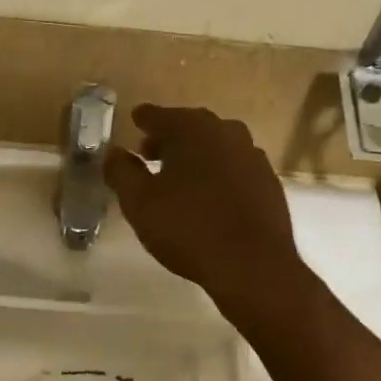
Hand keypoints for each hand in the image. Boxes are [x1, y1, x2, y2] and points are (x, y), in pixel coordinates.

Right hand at [104, 104, 302, 310]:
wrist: (252, 264)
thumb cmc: (188, 228)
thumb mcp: (139, 203)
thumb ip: (121, 172)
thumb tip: (113, 152)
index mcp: (193, 129)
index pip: (160, 115)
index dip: (144, 119)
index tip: (135, 120)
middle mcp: (226, 133)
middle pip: (191, 127)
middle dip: (169, 137)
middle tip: (149, 152)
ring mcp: (252, 157)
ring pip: (216, 147)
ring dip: (195, 156)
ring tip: (178, 176)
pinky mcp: (268, 182)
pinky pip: (234, 168)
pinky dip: (217, 173)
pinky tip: (208, 196)